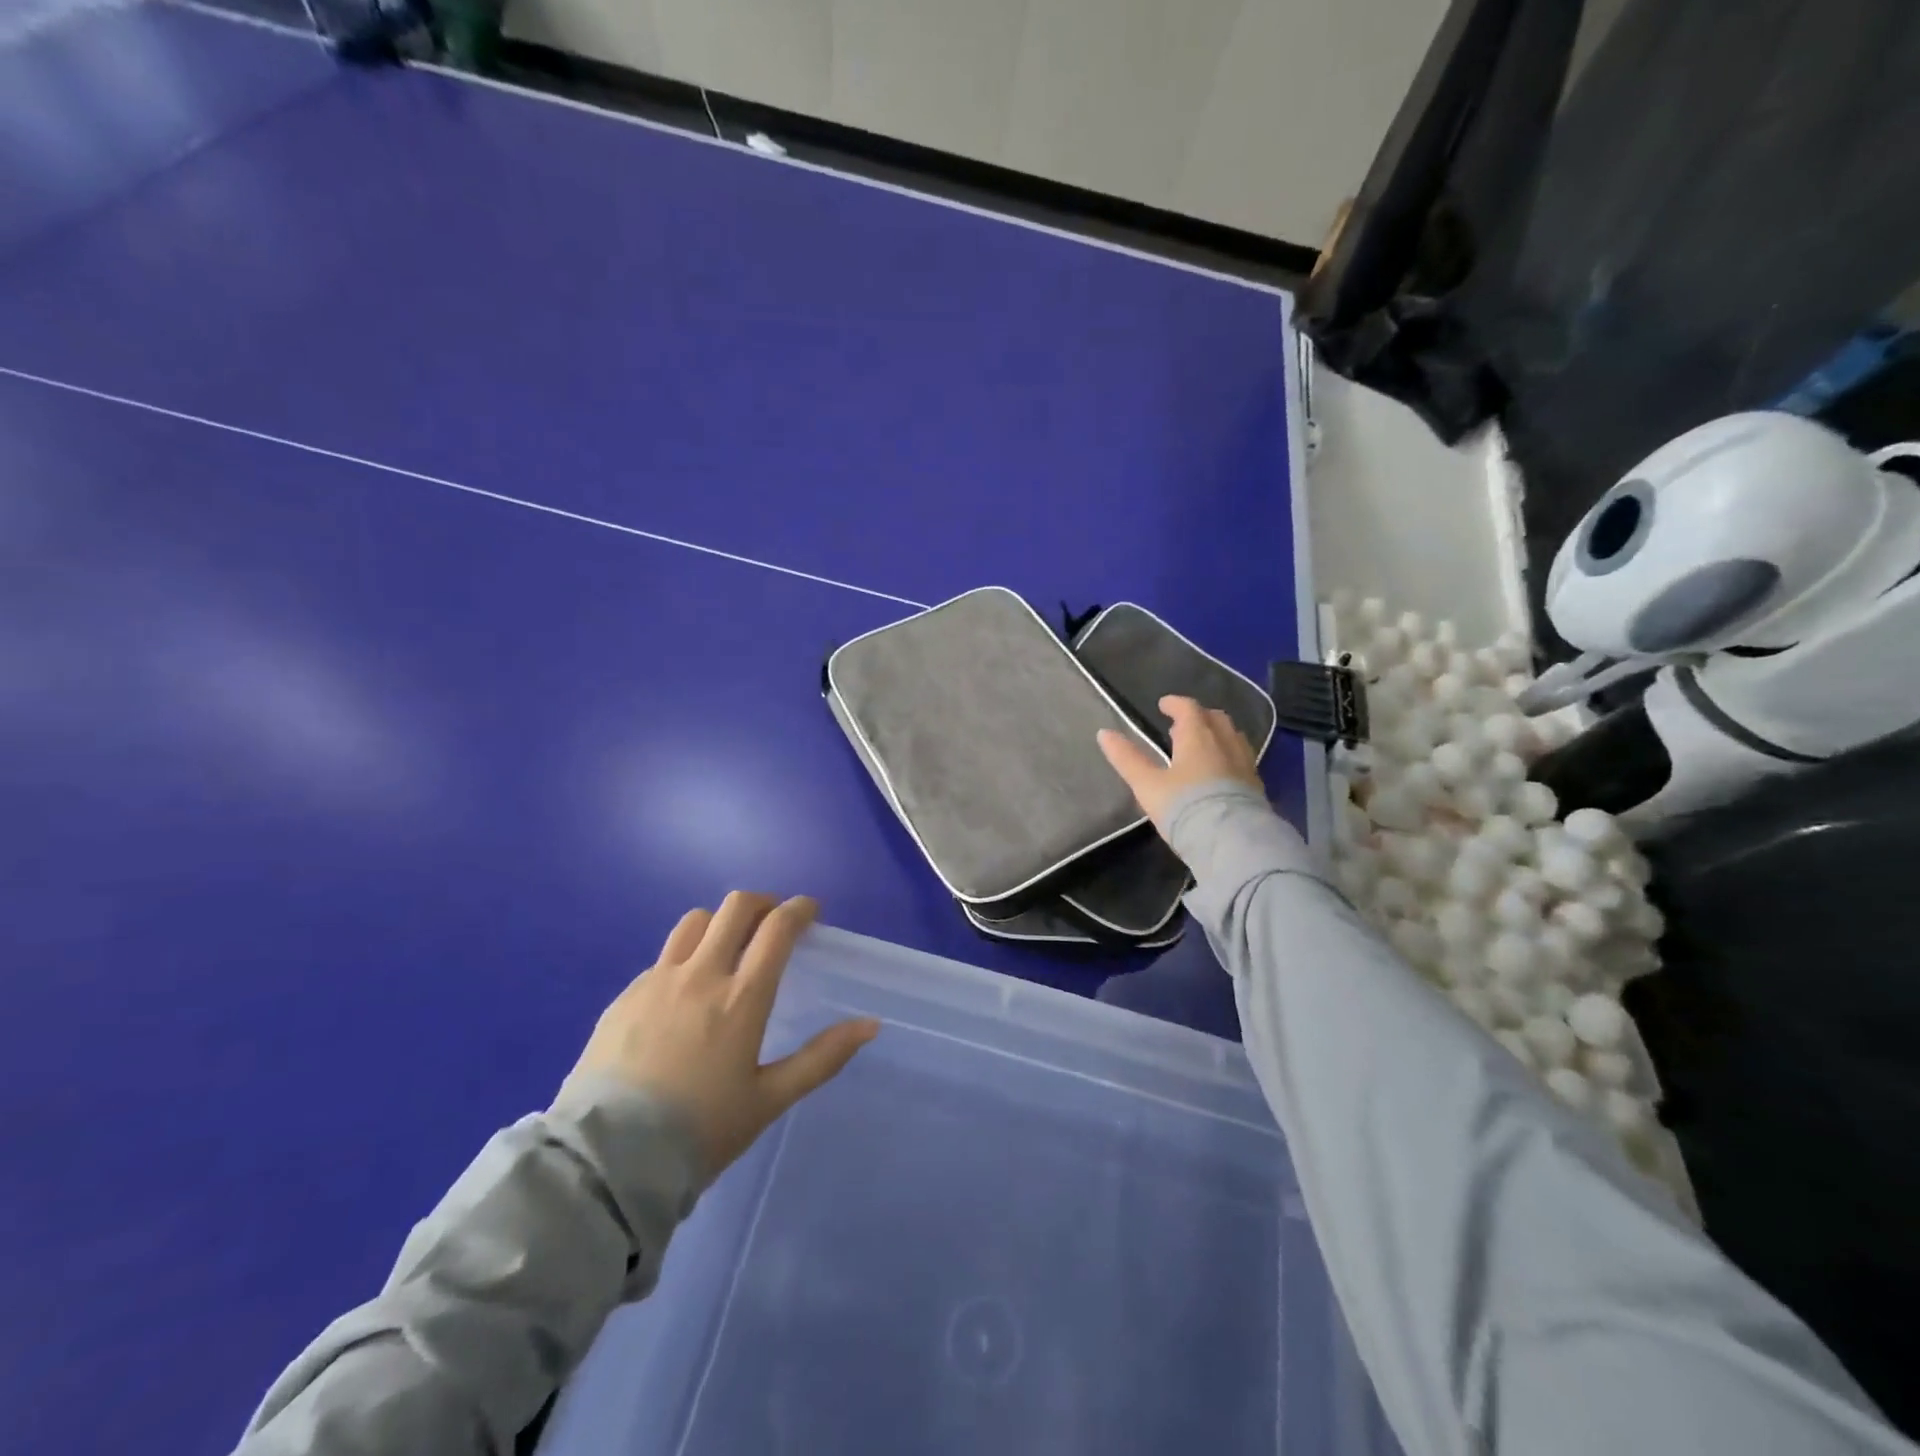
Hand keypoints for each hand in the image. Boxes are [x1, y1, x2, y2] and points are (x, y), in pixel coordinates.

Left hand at [561, 893, 879, 1178]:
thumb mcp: (769, 1100)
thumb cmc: (700, 1132)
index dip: (799, 909)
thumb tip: (870, 1025)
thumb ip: (822, 1058)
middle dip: (763, 903)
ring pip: (695, 922)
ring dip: (721, 922)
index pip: (777, 928)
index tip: (810, 911)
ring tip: (728, 946)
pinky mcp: (625, 996)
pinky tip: (684, 992)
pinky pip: (663, 958)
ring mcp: (658, 981)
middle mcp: (701, 975)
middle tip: (773, 922)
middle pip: (736, 907)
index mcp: (742, 997)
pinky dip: (685, 957)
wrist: (607, 1162)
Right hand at [1097, 695, 1262, 835]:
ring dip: (1216, 734)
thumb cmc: (1184, 807)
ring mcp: (1244, 763)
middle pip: (1215, 718)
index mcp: (1197, 737)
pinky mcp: (1255, 785)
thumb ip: (1127, 758)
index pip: (1188, 708)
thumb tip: (1103, 733)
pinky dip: (1228, 754)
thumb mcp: (1147, 784)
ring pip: (1232, 736)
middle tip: (1182, 725)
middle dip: (1198, 716)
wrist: (1231, 841)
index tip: (1164, 705)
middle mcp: (1224, 743)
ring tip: (1202, 745)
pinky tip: (1220, 770)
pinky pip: (1242, 758)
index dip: (1175, 704)